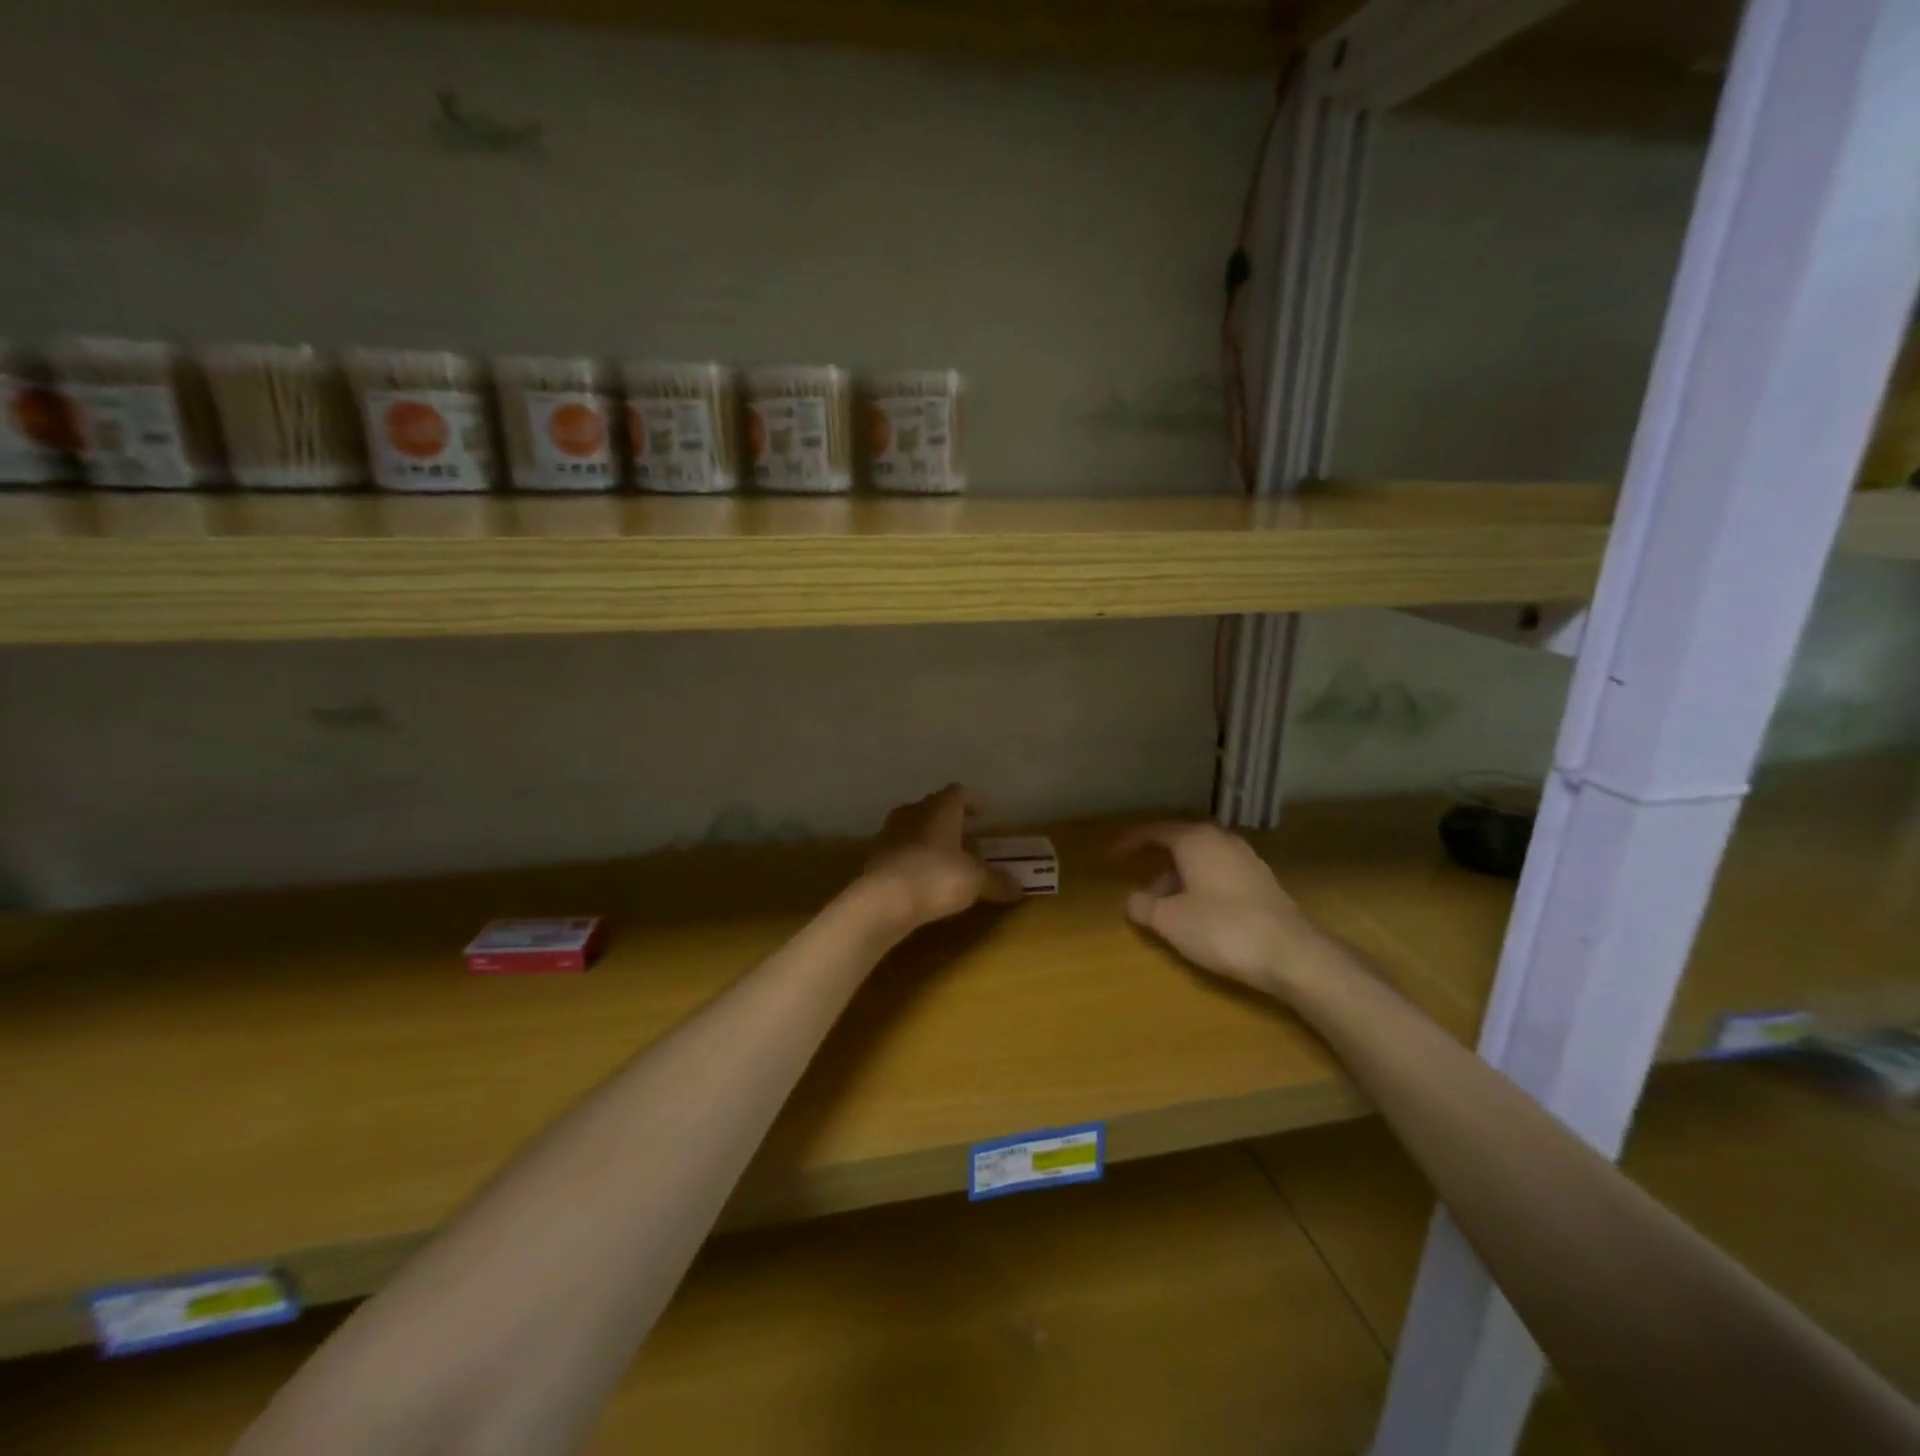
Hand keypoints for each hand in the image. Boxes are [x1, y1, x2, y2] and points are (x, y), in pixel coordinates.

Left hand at [859, 785, 1020, 931]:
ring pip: (912, 826)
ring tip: (943, 857)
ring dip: (927, 837)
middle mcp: (913, 812)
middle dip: (949, 820)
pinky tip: (919, 875)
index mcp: (940, 809)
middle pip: (933, 807)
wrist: (882, 900)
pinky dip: (910, 856)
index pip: (958, 793)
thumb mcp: (975, 881)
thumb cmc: (936, 877)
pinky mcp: (874, 855)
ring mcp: (889, 832)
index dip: (972, 802)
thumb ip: (997, 881)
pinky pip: (898, 849)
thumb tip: (1020, 888)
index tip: (983, 815)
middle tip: (966, 836)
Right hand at [1117, 821, 1328, 997]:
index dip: (1131, 841)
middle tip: (1139, 879)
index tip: (1112, 853)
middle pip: (1181, 842)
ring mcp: (1247, 860)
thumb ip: (1143, 906)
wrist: (1291, 953)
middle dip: (1158, 861)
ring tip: (1166, 905)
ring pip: (1203, 860)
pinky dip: (1202, 885)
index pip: (1156, 831)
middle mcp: (1222, 840)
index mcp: (1196, 840)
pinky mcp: (1263, 882)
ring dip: (1180, 877)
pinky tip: (1199, 912)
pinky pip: (1221, 874)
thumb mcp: (1170, 921)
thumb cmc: (1222, 928)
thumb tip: (1131, 899)